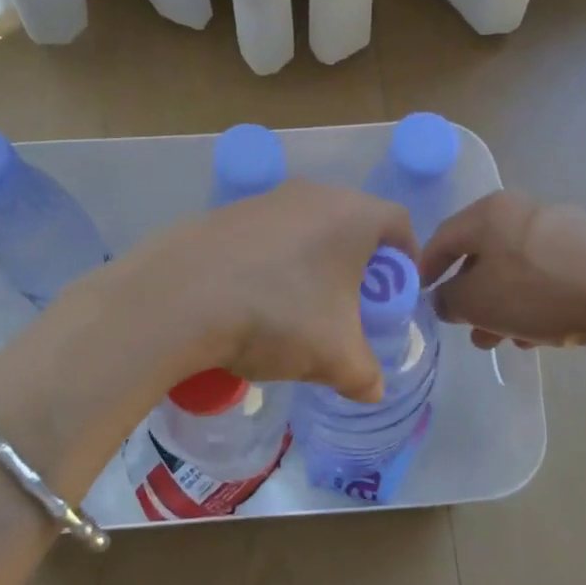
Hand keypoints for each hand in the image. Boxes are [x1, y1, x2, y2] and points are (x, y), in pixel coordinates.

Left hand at [124, 180, 417, 402]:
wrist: (178, 298)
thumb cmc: (276, 316)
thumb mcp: (334, 357)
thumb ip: (365, 375)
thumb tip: (372, 390)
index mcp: (351, 215)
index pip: (399, 223)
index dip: (407, 258)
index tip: (397, 293)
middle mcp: (312, 194)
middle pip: (352, 223)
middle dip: (359, 264)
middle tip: (352, 304)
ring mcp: (265, 199)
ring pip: (307, 227)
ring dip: (314, 262)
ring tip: (300, 307)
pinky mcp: (226, 213)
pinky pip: (268, 234)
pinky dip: (274, 261)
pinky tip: (254, 298)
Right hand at [419, 190, 585, 350]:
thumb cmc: (536, 290)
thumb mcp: (477, 301)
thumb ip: (449, 300)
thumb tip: (445, 299)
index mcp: (488, 212)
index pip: (442, 238)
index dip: (426, 269)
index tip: (422, 297)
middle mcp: (522, 210)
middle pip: (483, 255)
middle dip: (472, 297)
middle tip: (467, 328)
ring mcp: (561, 227)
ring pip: (517, 268)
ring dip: (503, 305)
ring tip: (503, 341)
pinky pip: (548, 275)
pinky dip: (535, 301)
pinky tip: (539, 334)